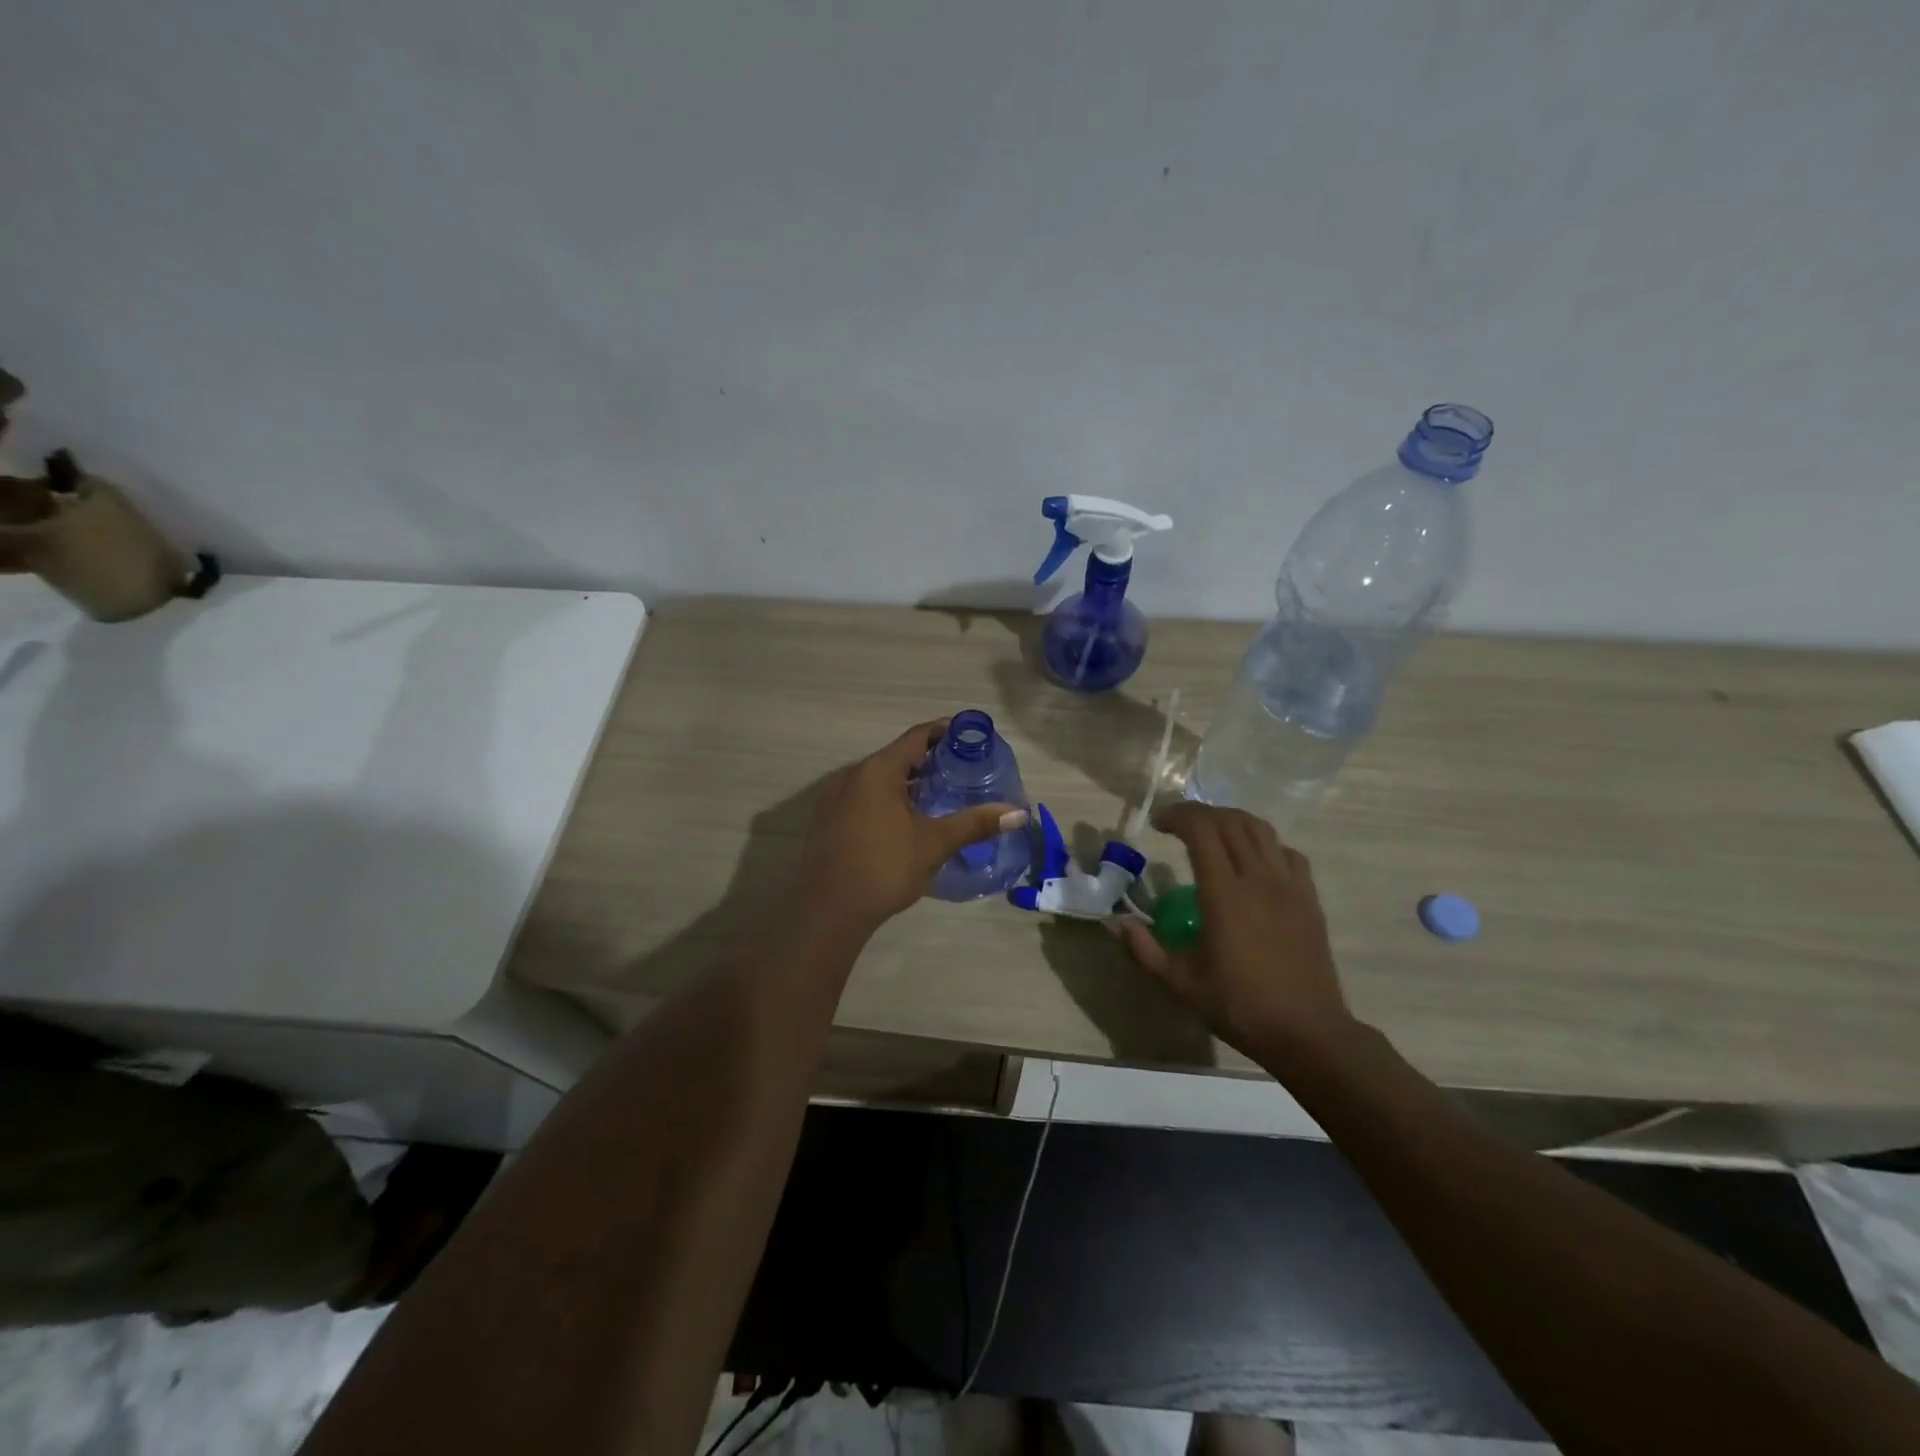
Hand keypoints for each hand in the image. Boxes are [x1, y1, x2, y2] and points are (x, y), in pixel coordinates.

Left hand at [797, 720, 1028, 937]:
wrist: (829, 911)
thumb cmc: (884, 868)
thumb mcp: (934, 844)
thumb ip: (975, 823)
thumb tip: (1018, 813)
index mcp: (877, 770)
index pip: (916, 736)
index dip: (945, 732)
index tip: (970, 738)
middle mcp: (851, 774)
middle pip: (896, 756)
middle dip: (928, 761)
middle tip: (961, 772)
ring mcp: (834, 797)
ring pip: (877, 778)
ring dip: (906, 782)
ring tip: (937, 797)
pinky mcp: (827, 819)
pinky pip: (862, 796)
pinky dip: (886, 798)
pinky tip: (903, 821)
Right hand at [1116, 804, 1352, 1059]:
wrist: (1308, 1033)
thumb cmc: (1241, 1007)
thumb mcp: (1181, 984)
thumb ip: (1144, 949)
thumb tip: (1116, 922)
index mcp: (1225, 895)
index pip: (1202, 830)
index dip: (1178, 816)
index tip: (1158, 824)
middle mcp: (1259, 879)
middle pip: (1230, 822)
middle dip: (1200, 813)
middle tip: (1178, 825)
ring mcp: (1289, 886)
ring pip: (1261, 830)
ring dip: (1231, 821)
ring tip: (1212, 833)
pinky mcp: (1309, 898)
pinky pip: (1287, 853)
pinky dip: (1264, 844)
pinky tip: (1253, 861)